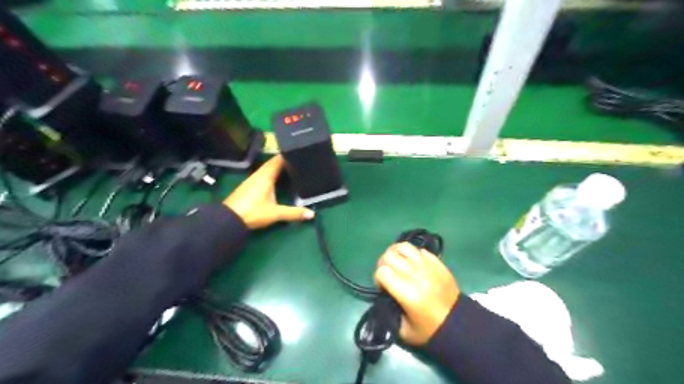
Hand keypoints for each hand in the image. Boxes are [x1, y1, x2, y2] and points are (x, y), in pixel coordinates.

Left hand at [225, 154, 314, 228]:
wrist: (229, 219)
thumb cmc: (253, 212)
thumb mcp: (276, 213)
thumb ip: (294, 213)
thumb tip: (312, 214)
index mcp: (266, 176)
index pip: (278, 160)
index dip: (288, 155)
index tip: (300, 153)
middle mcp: (258, 174)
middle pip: (272, 163)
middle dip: (284, 161)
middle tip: (298, 161)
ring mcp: (252, 180)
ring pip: (267, 169)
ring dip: (277, 167)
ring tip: (290, 168)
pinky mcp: (248, 186)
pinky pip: (263, 175)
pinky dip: (271, 174)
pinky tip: (276, 180)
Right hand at [373, 244, 458, 346]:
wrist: (458, 323)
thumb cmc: (429, 329)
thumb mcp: (403, 330)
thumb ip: (389, 310)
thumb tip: (384, 295)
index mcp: (406, 292)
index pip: (382, 271)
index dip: (377, 278)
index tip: (383, 288)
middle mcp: (415, 274)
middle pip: (389, 255)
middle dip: (383, 264)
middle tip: (388, 275)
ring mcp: (427, 265)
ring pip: (403, 246)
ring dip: (396, 254)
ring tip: (398, 264)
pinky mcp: (437, 262)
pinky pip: (418, 249)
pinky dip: (411, 254)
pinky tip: (413, 264)